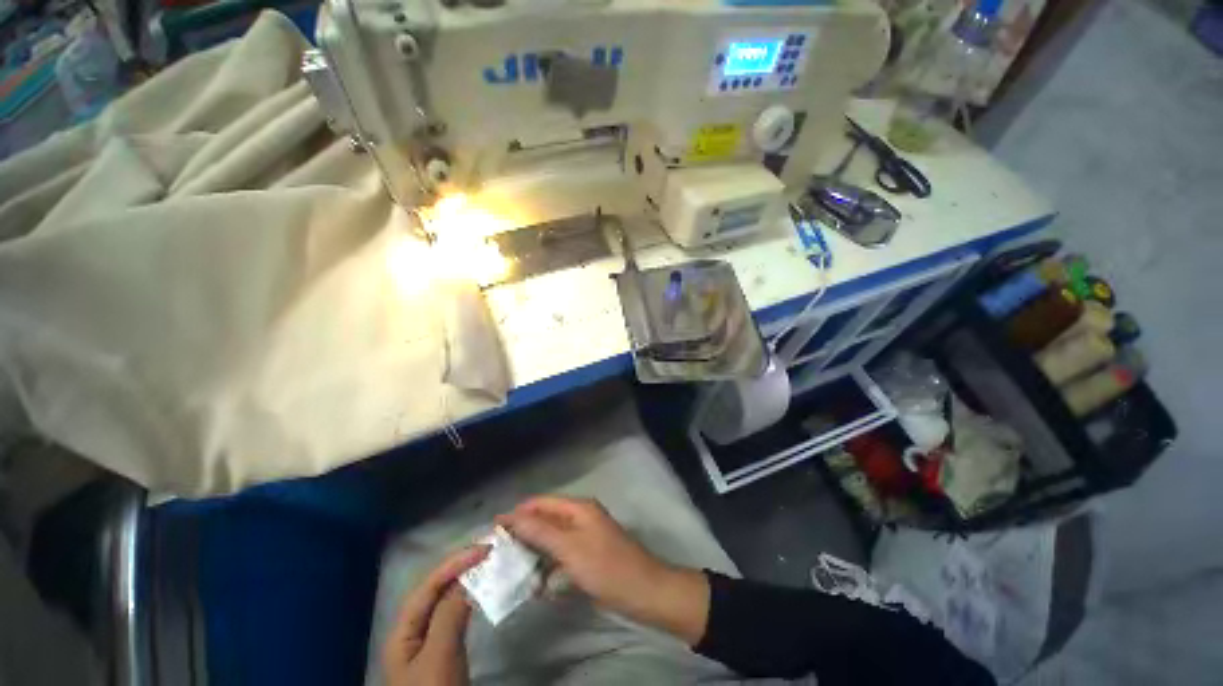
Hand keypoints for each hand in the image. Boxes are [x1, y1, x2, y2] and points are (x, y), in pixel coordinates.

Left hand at [383, 546, 487, 685]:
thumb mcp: (439, 657)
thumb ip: (449, 616)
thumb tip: (468, 578)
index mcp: (403, 629)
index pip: (427, 585)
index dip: (454, 563)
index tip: (484, 548)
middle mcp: (412, 629)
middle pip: (434, 589)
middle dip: (459, 566)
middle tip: (488, 549)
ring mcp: (427, 639)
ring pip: (445, 599)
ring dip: (465, 578)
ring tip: (487, 562)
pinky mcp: (443, 648)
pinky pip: (454, 613)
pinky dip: (468, 597)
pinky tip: (481, 590)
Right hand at [498, 496, 708, 644]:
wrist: (642, 591)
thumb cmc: (605, 566)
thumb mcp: (569, 548)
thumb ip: (540, 531)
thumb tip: (512, 516)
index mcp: (578, 508)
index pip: (542, 503)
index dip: (518, 512)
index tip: (493, 528)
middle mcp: (581, 517)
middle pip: (546, 519)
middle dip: (524, 533)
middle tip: (499, 551)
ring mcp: (585, 537)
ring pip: (552, 539)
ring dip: (534, 552)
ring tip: (511, 568)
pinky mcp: (587, 556)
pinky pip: (561, 556)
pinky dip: (548, 566)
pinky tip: (536, 583)